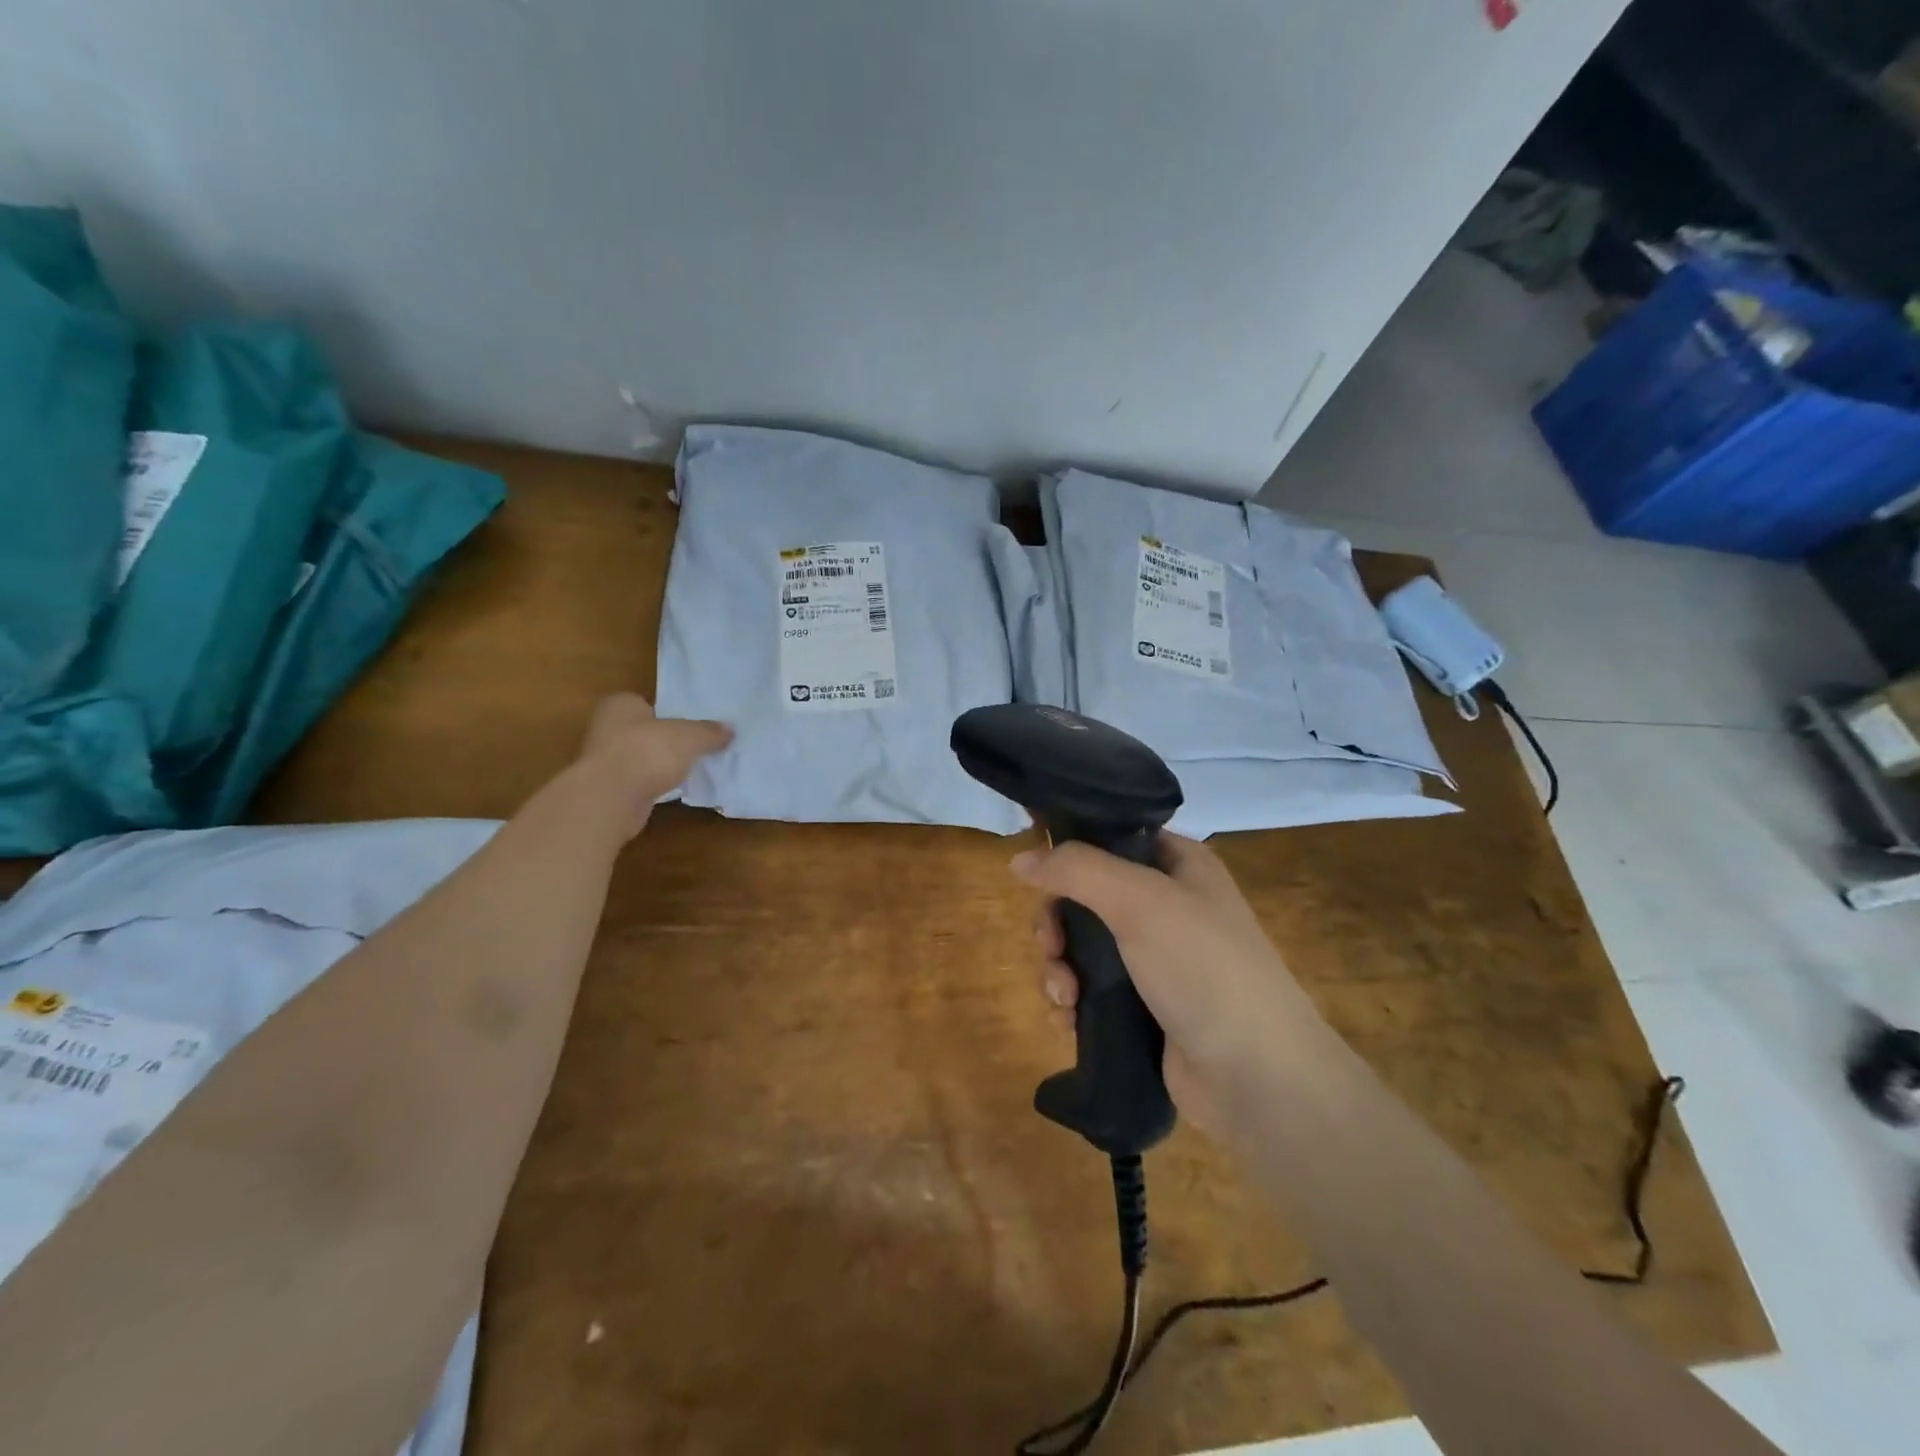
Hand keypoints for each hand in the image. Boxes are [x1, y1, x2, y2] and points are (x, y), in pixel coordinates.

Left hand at [576, 693, 731, 838]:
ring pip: (642, 757)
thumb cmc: (647, 751)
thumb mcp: (690, 737)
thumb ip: (709, 732)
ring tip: (690, 768)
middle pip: (644, 731)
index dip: (667, 712)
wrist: (611, 797)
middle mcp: (606, 727)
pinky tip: (673, 789)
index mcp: (621, 704)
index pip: (645, 702)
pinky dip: (654, 784)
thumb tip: (730, 730)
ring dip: (660, 763)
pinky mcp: (609, 789)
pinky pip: (639, 780)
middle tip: (695, 746)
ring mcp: (605, 760)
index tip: (689, 725)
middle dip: (666, 739)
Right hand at [1014, 832, 1318, 1136]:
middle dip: (1057, 923)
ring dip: (1059, 968)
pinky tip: (1069, 1022)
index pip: (1111, 836)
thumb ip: (1077, 870)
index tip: (1032, 869)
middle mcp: (1166, 905)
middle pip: (1085, 895)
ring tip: (1064, 997)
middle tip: (1050, 947)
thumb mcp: (1140, 901)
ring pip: (1080, 946)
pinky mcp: (1142, 1006)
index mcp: (1177, 865)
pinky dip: (1072, 1002)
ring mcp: (1154, 959)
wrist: (1256, 1078)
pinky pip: (1089, 989)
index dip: (1069, 848)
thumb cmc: (1203, 969)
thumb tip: (1019, 859)